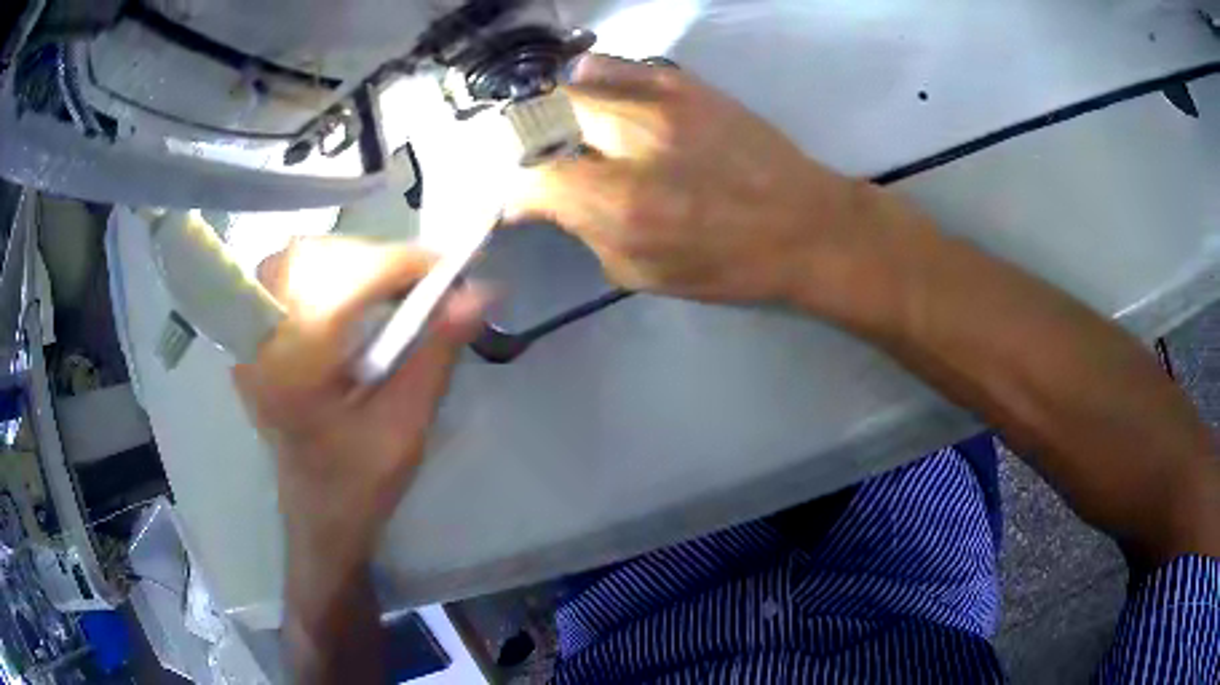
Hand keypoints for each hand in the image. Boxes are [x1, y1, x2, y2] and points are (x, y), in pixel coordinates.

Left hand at [233, 238, 483, 576]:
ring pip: (297, 258)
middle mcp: (259, 344)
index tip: (450, 268)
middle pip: (314, 257)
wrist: (318, 514)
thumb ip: (438, 352)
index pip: (345, 284)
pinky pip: (286, 275)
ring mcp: (248, 339)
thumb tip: (480, 291)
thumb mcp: (408, 424)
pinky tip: (355, 297)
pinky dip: (328, 272)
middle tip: (420, 284)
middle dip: (374, 259)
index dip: (401, 263)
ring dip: (351, 262)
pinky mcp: (251, 338)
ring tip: (391, 289)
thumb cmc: (361, 482)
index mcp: (294, 372)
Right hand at [508, 54, 880, 307]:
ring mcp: (660, 102)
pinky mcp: (686, 83)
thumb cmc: (727, 265)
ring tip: (570, 129)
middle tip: (543, 159)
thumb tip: (548, 201)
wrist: (805, 225)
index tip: (520, 200)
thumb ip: (586, 230)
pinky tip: (598, 94)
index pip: (531, 179)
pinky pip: (616, 64)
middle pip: (544, 119)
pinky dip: (595, 78)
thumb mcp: (643, 272)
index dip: (514, 191)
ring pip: (575, 85)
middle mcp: (632, 143)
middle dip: (530, 141)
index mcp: (621, 205)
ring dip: (559, 109)